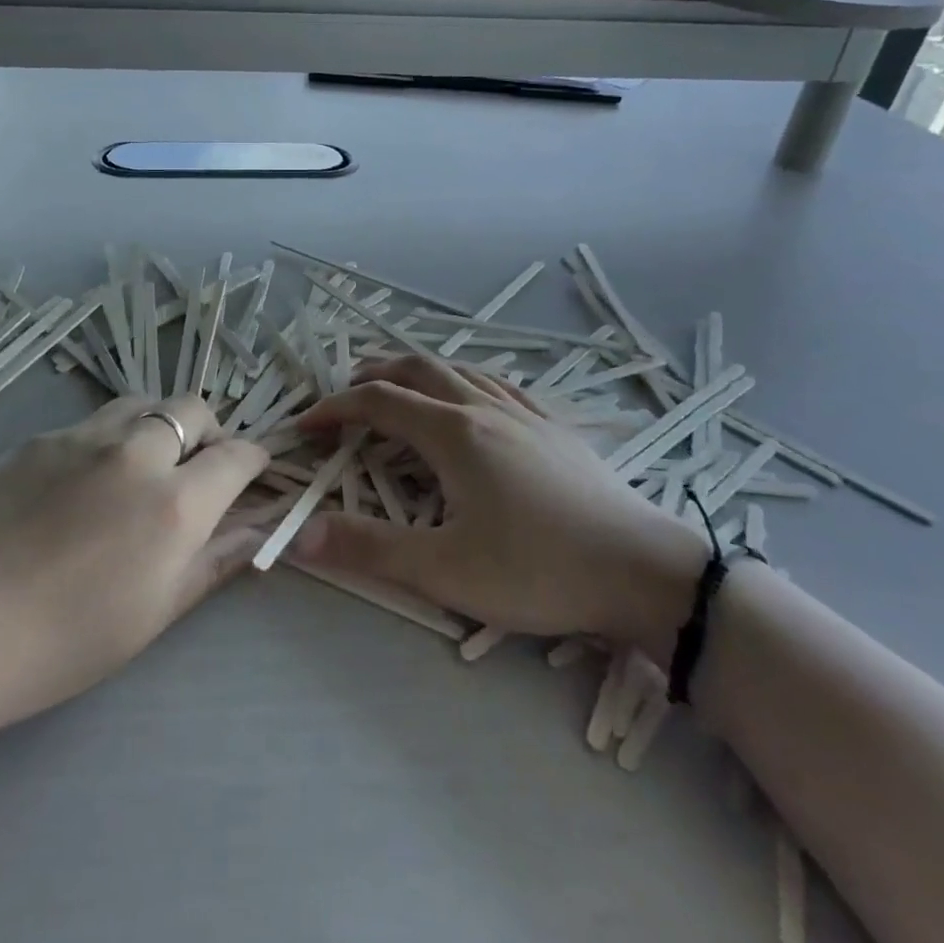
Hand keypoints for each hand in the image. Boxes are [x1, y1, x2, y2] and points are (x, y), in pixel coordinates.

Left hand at [0, 395, 268, 737]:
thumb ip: (214, 562)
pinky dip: (111, 438)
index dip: (254, 460)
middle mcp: (136, 453)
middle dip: (210, 432)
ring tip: (145, 466)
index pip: (237, 455)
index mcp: (175, 504)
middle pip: (194, 409)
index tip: (252, 474)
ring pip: (144, 404)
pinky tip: (84, 483)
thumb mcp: (154, 614)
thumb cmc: (60, 644)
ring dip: (161, 425)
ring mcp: (83, 437)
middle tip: (197, 471)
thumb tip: (259, 529)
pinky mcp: (39, 438)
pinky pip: (93, 422)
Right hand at [294, 357, 703, 660]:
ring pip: (460, 370)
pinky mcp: (555, 429)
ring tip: (399, 385)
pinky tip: (473, 396)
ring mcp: (525, 414)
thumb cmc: (538, 570)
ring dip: (419, 371)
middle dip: (375, 374)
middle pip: (417, 369)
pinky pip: (499, 385)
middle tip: (346, 393)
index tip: (306, 427)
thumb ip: (368, 549)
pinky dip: (465, 379)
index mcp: (453, 433)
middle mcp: (484, 409)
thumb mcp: (444, 569)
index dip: (335, 409)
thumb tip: (299, 534)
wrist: (644, 573)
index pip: (378, 402)